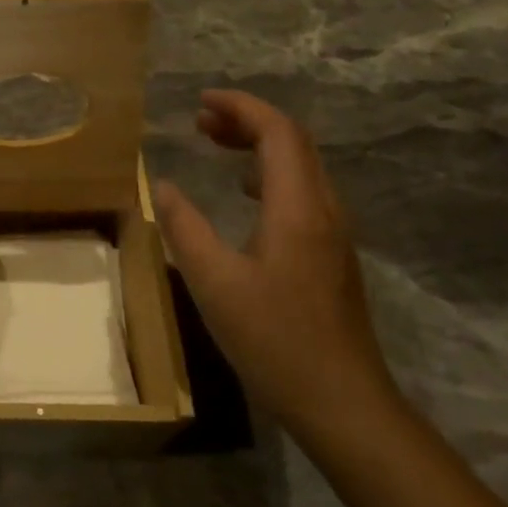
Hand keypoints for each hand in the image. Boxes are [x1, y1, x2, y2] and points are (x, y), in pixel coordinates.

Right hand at [152, 90, 398, 437]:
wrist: (345, 406)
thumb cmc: (276, 340)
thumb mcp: (214, 282)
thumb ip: (184, 227)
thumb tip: (162, 186)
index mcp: (298, 207)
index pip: (278, 131)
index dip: (241, 107)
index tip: (201, 101)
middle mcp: (324, 209)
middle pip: (293, 141)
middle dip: (247, 120)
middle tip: (200, 120)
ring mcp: (333, 233)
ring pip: (300, 165)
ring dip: (258, 144)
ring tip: (215, 144)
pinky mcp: (332, 254)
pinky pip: (303, 190)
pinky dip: (269, 172)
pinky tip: (243, 193)